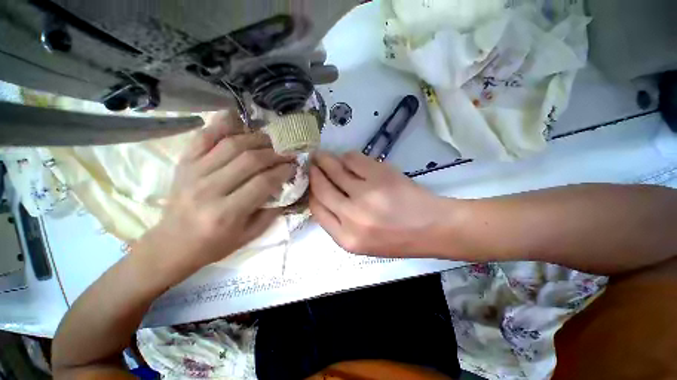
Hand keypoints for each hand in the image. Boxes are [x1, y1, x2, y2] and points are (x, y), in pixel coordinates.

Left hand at [136, 111, 295, 277]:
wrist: (173, 244)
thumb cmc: (215, 244)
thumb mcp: (250, 235)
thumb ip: (272, 211)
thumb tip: (287, 186)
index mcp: (227, 213)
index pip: (263, 182)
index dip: (283, 170)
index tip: (294, 165)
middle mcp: (209, 189)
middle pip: (250, 160)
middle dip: (274, 153)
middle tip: (287, 152)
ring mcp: (193, 172)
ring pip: (231, 144)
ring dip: (257, 138)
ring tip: (271, 140)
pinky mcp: (183, 163)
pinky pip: (204, 137)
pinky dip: (222, 125)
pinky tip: (239, 121)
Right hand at [310, 151, 453, 256]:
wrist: (432, 228)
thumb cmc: (397, 239)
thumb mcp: (362, 242)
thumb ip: (339, 223)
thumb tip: (322, 196)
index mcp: (346, 239)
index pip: (317, 209)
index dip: (311, 193)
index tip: (310, 183)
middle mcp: (352, 216)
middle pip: (321, 188)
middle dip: (313, 172)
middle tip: (311, 162)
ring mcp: (366, 194)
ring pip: (335, 170)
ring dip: (326, 160)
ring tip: (322, 155)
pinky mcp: (380, 175)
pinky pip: (353, 159)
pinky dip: (347, 156)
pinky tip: (348, 158)